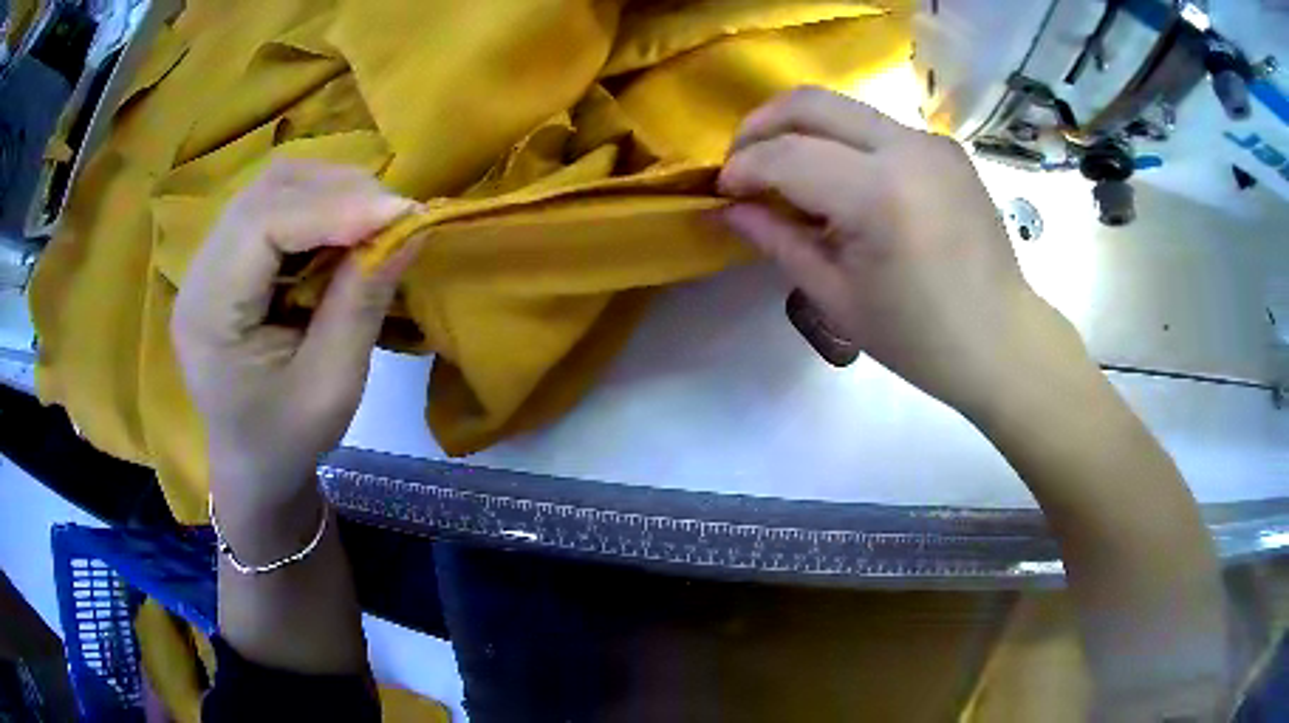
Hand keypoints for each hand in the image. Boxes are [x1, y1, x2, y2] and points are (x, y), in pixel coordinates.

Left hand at [172, 160, 420, 512]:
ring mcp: (210, 260)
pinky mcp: (229, 257)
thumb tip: (412, 228)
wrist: (254, 465)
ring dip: (330, 191)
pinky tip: (345, 229)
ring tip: (373, 220)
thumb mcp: (331, 385)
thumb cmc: (287, 440)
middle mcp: (199, 272)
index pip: (261, 224)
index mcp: (208, 313)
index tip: (400, 215)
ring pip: (272, 188)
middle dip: (337, 191)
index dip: (332, 207)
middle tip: (394, 215)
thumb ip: (362, 302)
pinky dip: (319, 205)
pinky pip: (275, 205)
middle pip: (265, 192)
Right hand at [717, 87, 1083, 415]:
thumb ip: (778, 241)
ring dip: (800, 130)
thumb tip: (729, 209)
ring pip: (843, 107)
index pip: (787, 155)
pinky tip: (840, 182)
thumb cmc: (920, 338)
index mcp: (880, 194)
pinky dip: (841, 142)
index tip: (722, 192)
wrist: (1002, 340)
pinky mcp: (945, 148)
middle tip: (742, 163)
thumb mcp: (837, 298)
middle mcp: (907, 148)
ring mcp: (931, 142)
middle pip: (811, 102)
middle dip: (760, 126)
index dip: (743, 169)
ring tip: (786, 172)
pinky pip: (876, 127)